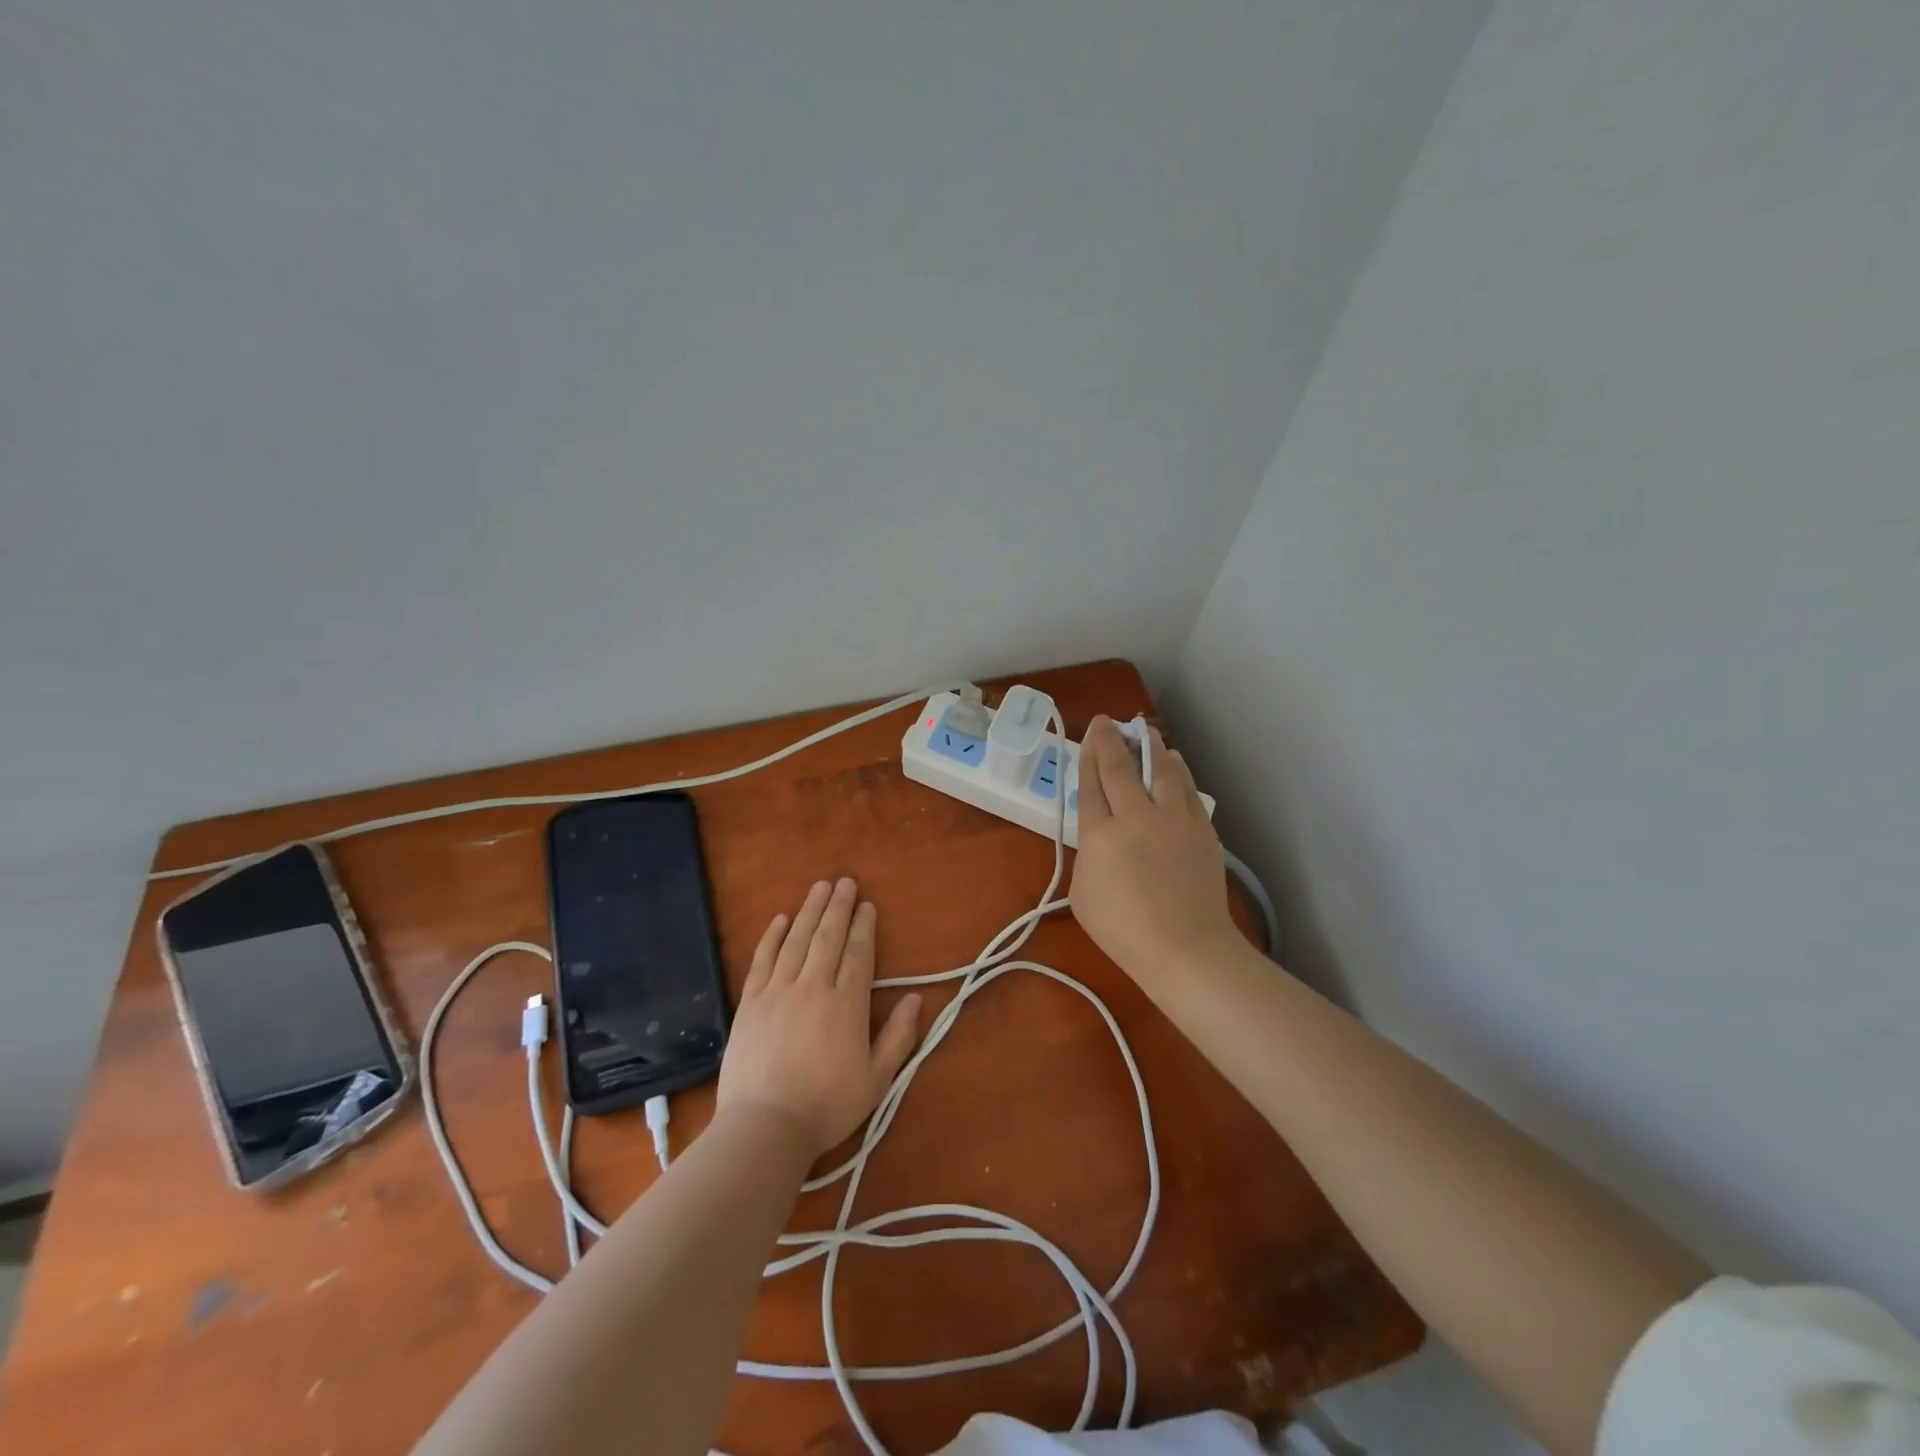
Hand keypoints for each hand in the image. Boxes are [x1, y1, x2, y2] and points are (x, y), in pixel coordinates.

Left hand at [717, 878, 923, 1157]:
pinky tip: (780, 919)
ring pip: (797, 941)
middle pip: (828, 937)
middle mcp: (814, 987)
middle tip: (844, 881)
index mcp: (847, 1004)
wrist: (765, 1127)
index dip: (864, 927)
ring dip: (809, 911)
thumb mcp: (877, 1080)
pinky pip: (763, 960)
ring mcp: (778, 991)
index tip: (867, 905)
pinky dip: (772, 937)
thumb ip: (899, 1037)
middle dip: (838, 907)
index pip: (858, 953)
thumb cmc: (827, 1107)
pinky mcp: (750, 1002)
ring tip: (818, 887)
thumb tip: (916, 999)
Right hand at [1070, 716, 1238, 979]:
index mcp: (1100, 835)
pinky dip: (1178, 770)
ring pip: (1161, 769)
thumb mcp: (1082, 896)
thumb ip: (1087, 857)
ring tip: (1145, 731)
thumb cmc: (1124, 932)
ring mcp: (1173, 820)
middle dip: (1110, 739)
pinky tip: (1175, 762)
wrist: (1186, 949)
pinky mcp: (1201, 829)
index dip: (1088, 754)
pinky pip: (1188, 789)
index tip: (1089, 734)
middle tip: (1106, 721)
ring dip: (1150, 746)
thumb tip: (1099, 837)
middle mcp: (1136, 817)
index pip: (1091, 783)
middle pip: (1120, 767)